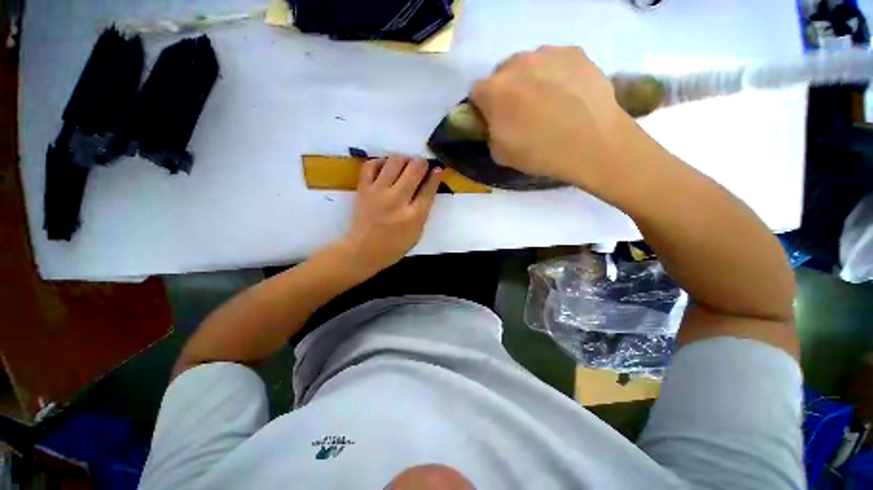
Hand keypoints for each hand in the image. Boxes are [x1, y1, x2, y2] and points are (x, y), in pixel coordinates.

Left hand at [338, 154, 441, 273]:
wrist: (363, 250)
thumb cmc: (393, 246)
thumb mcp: (417, 233)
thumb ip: (423, 211)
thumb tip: (428, 188)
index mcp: (414, 215)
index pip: (429, 188)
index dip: (436, 175)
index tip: (438, 169)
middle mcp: (397, 200)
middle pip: (414, 170)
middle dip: (422, 163)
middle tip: (422, 165)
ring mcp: (378, 192)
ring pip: (395, 161)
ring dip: (404, 158)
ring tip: (405, 164)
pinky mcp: (363, 188)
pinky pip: (371, 165)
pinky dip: (381, 161)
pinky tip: (386, 166)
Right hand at [471, 46, 639, 195]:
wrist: (591, 143)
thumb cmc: (539, 152)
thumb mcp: (500, 155)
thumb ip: (490, 133)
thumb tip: (496, 123)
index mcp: (493, 91)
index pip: (476, 92)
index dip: (483, 107)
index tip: (494, 119)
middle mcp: (516, 63)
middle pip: (502, 73)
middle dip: (506, 90)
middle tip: (522, 111)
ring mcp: (547, 53)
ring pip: (529, 64)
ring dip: (531, 80)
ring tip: (549, 101)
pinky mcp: (574, 52)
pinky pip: (556, 60)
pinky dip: (556, 74)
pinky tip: (568, 93)